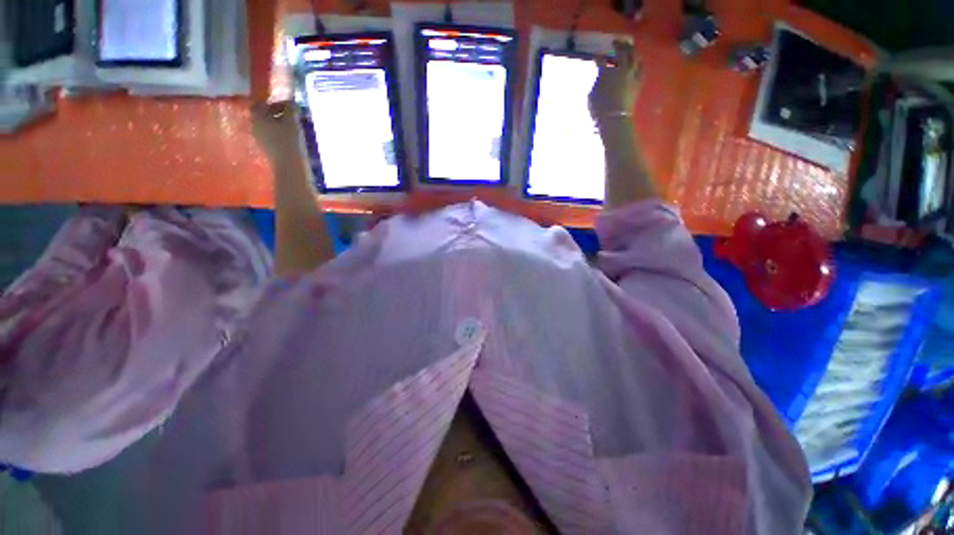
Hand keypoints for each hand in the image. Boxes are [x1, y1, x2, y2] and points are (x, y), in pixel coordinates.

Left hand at [251, 101, 303, 164]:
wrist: (289, 165)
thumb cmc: (289, 140)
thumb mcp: (292, 121)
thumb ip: (291, 108)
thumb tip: (291, 99)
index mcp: (257, 117)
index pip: (260, 104)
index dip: (273, 102)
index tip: (287, 105)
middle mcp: (254, 126)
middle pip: (263, 115)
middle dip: (276, 113)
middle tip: (291, 115)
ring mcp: (259, 139)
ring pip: (267, 126)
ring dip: (278, 124)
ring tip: (293, 127)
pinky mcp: (266, 149)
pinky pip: (271, 137)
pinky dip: (279, 134)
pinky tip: (291, 138)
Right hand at [588, 40, 639, 121]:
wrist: (615, 118)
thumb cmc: (599, 109)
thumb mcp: (592, 95)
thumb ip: (597, 82)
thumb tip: (600, 78)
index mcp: (606, 71)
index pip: (601, 60)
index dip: (598, 58)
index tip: (596, 57)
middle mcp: (621, 69)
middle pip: (622, 51)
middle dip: (619, 45)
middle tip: (616, 42)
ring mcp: (632, 74)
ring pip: (634, 56)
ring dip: (631, 50)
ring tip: (629, 48)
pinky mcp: (638, 82)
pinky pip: (641, 68)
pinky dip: (638, 63)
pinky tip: (636, 62)